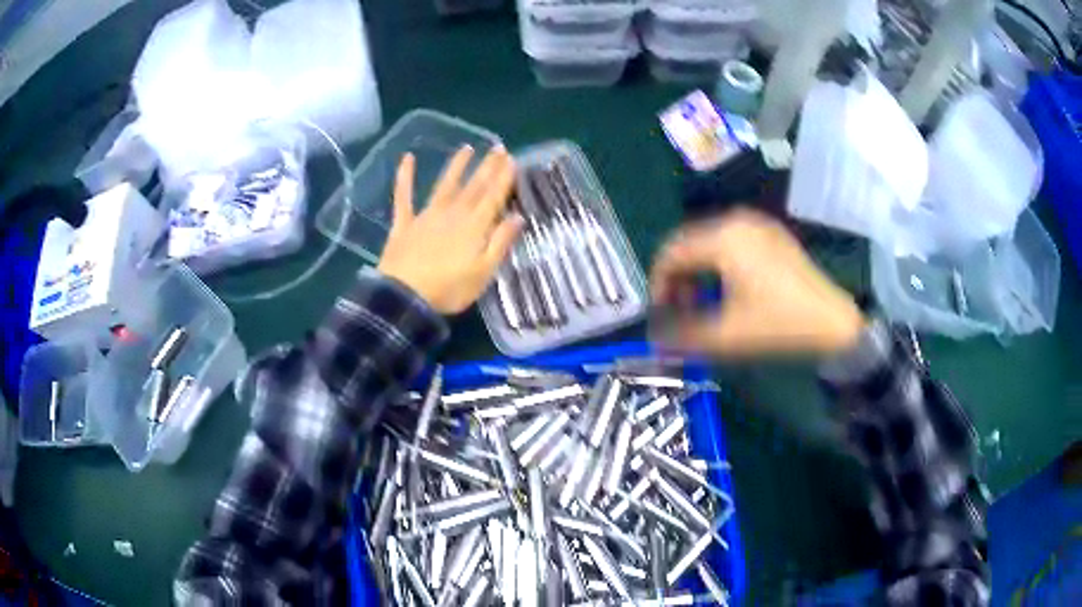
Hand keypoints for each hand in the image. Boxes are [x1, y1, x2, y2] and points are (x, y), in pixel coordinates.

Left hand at [378, 146, 522, 313]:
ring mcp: (427, 216)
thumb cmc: (449, 289)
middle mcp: (453, 214)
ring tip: (466, 148)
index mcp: (475, 226)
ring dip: (456, 166)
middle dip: (487, 167)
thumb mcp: (484, 272)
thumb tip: (517, 217)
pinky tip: (407, 158)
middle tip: (498, 147)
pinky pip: (404, 196)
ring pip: (445, 185)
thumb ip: (500, 242)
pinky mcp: (405, 223)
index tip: (512, 159)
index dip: (503, 177)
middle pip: (474, 187)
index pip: (493, 197)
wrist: (405, 297)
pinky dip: (405, 176)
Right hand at [650, 209, 865, 356]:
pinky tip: (726, 290)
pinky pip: (729, 242)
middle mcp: (736, 220)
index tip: (660, 317)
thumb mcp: (727, 335)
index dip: (658, 286)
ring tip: (702, 304)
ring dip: (696, 272)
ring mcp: (757, 224)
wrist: (835, 322)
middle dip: (677, 279)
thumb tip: (654, 339)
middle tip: (679, 313)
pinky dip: (717, 265)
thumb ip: (682, 336)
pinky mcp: (771, 234)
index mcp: (724, 237)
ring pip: (708, 242)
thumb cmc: (780, 324)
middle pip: (688, 243)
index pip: (671, 253)